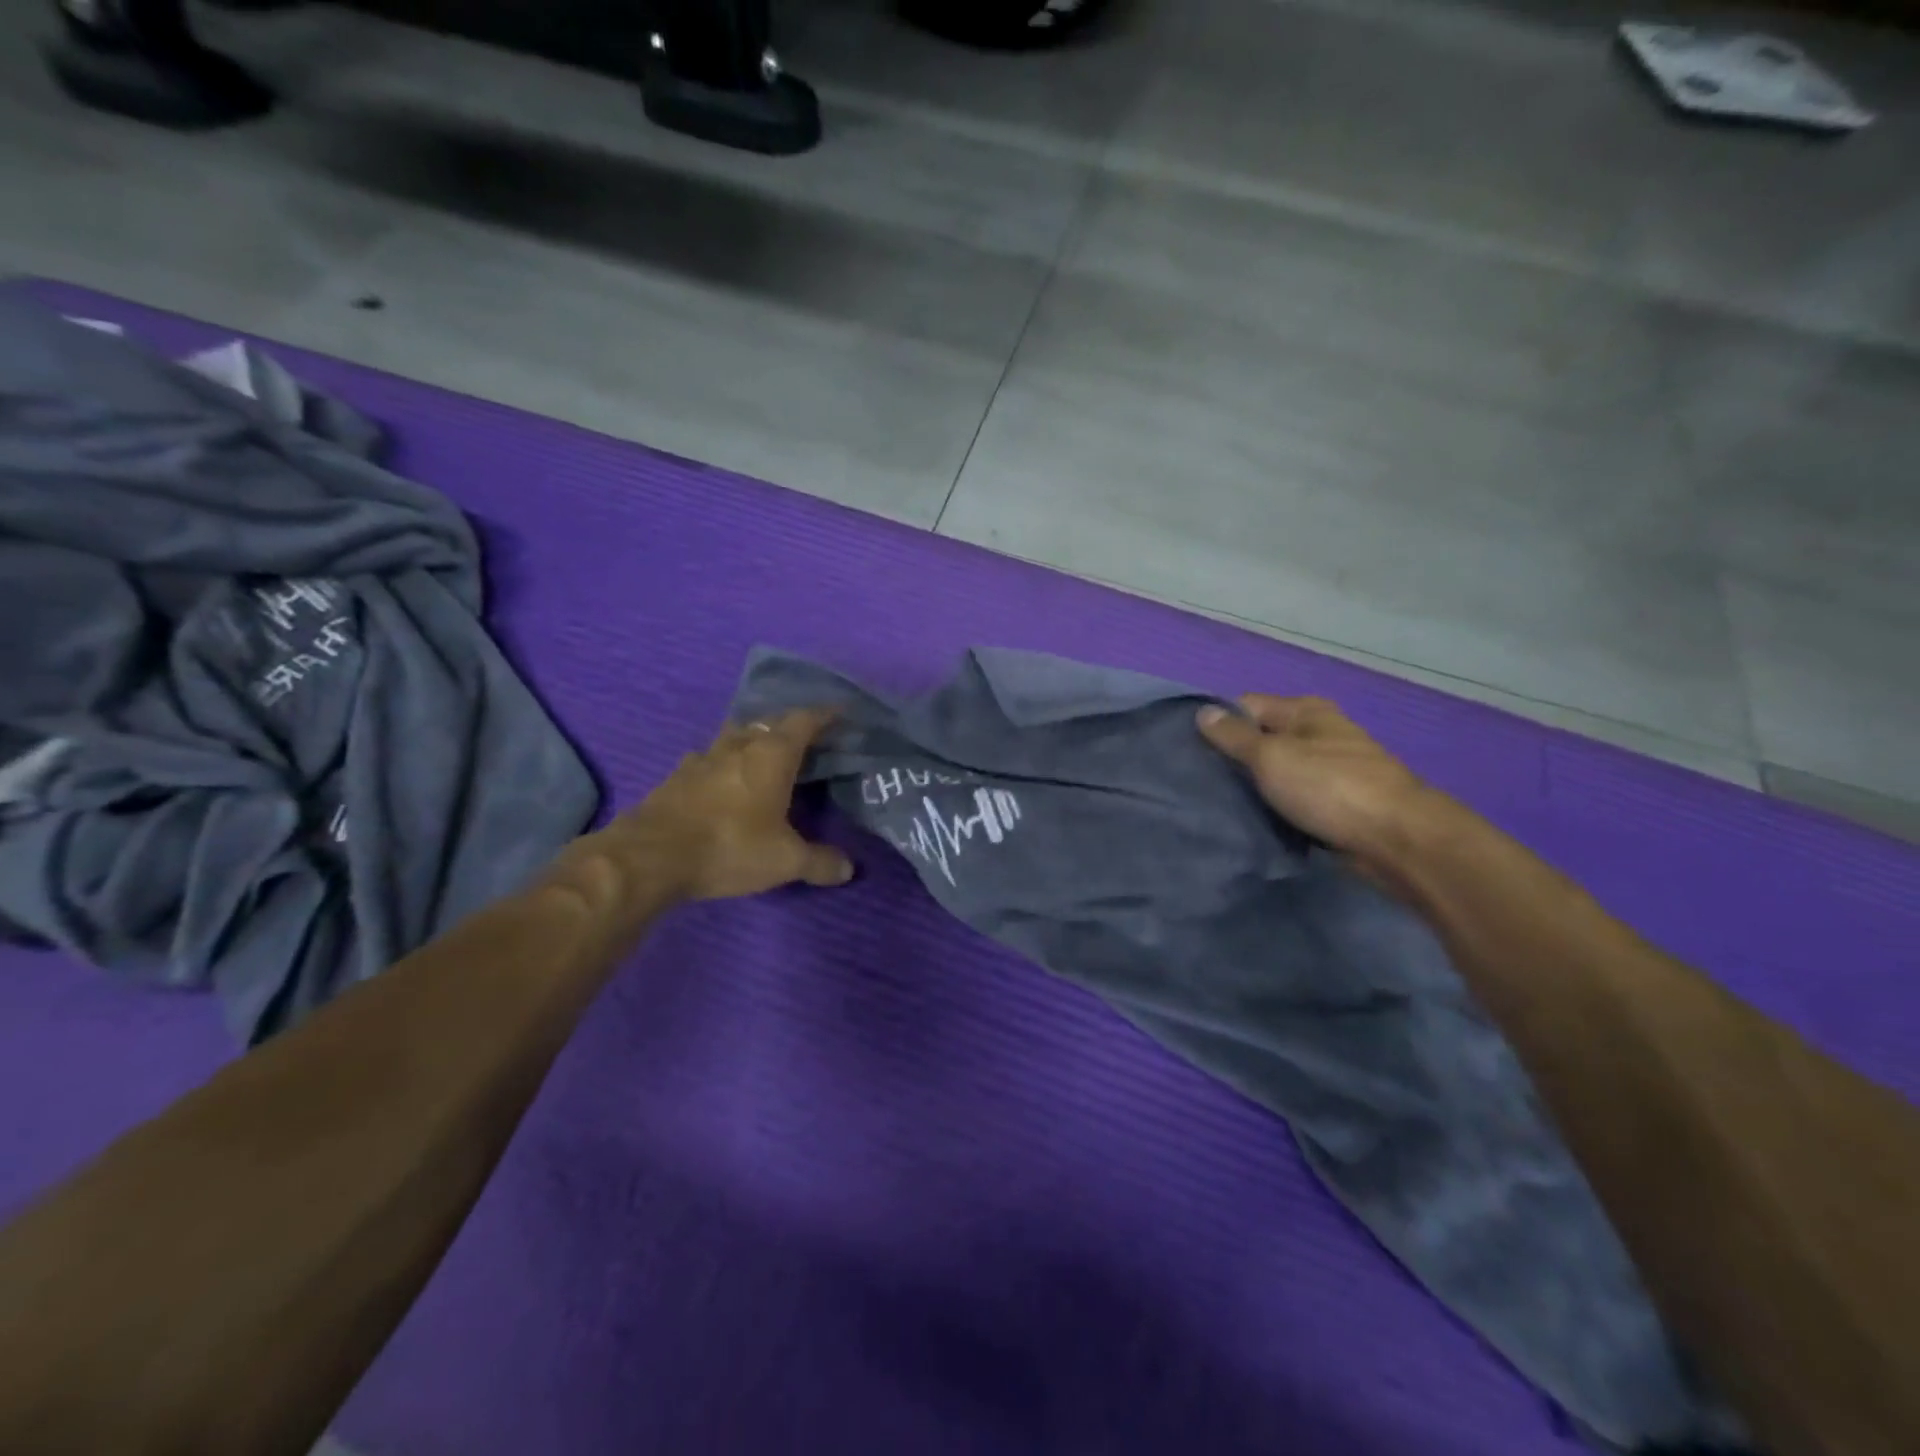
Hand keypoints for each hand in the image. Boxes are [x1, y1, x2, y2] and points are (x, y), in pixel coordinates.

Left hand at [625, 708, 853, 902]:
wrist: (650, 856)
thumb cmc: (730, 846)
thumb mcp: (785, 861)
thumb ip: (819, 862)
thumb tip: (847, 869)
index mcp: (772, 754)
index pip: (805, 721)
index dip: (825, 715)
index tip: (841, 713)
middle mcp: (739, 745)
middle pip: (769, 723)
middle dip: (790, 727)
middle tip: (806, 741)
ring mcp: (703, 758)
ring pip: (735, 736)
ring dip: (752, 740)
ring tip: (764, 755)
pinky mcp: (676, 776)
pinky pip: (708, 759)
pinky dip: (723, 763)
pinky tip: (722, 780)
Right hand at [1196, 696, 1432, 863]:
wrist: (1397, 840)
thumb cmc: (1330, 787)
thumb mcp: (1271, 756)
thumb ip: (1234, 736)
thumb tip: (1202, 712)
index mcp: (1305, 711)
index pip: (1245, 706)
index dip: (1217, 723)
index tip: (1187, 749)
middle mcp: (1318, 733)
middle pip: (1261, 739)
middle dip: (1232, 758)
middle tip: (1197, 779)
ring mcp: (1329, 769)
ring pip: (1276, 773)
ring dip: (1253, 787)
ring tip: (1217, 802)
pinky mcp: (1335, 803)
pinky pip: (1292, 799)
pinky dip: (1274, 807)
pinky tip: (1251, 820)